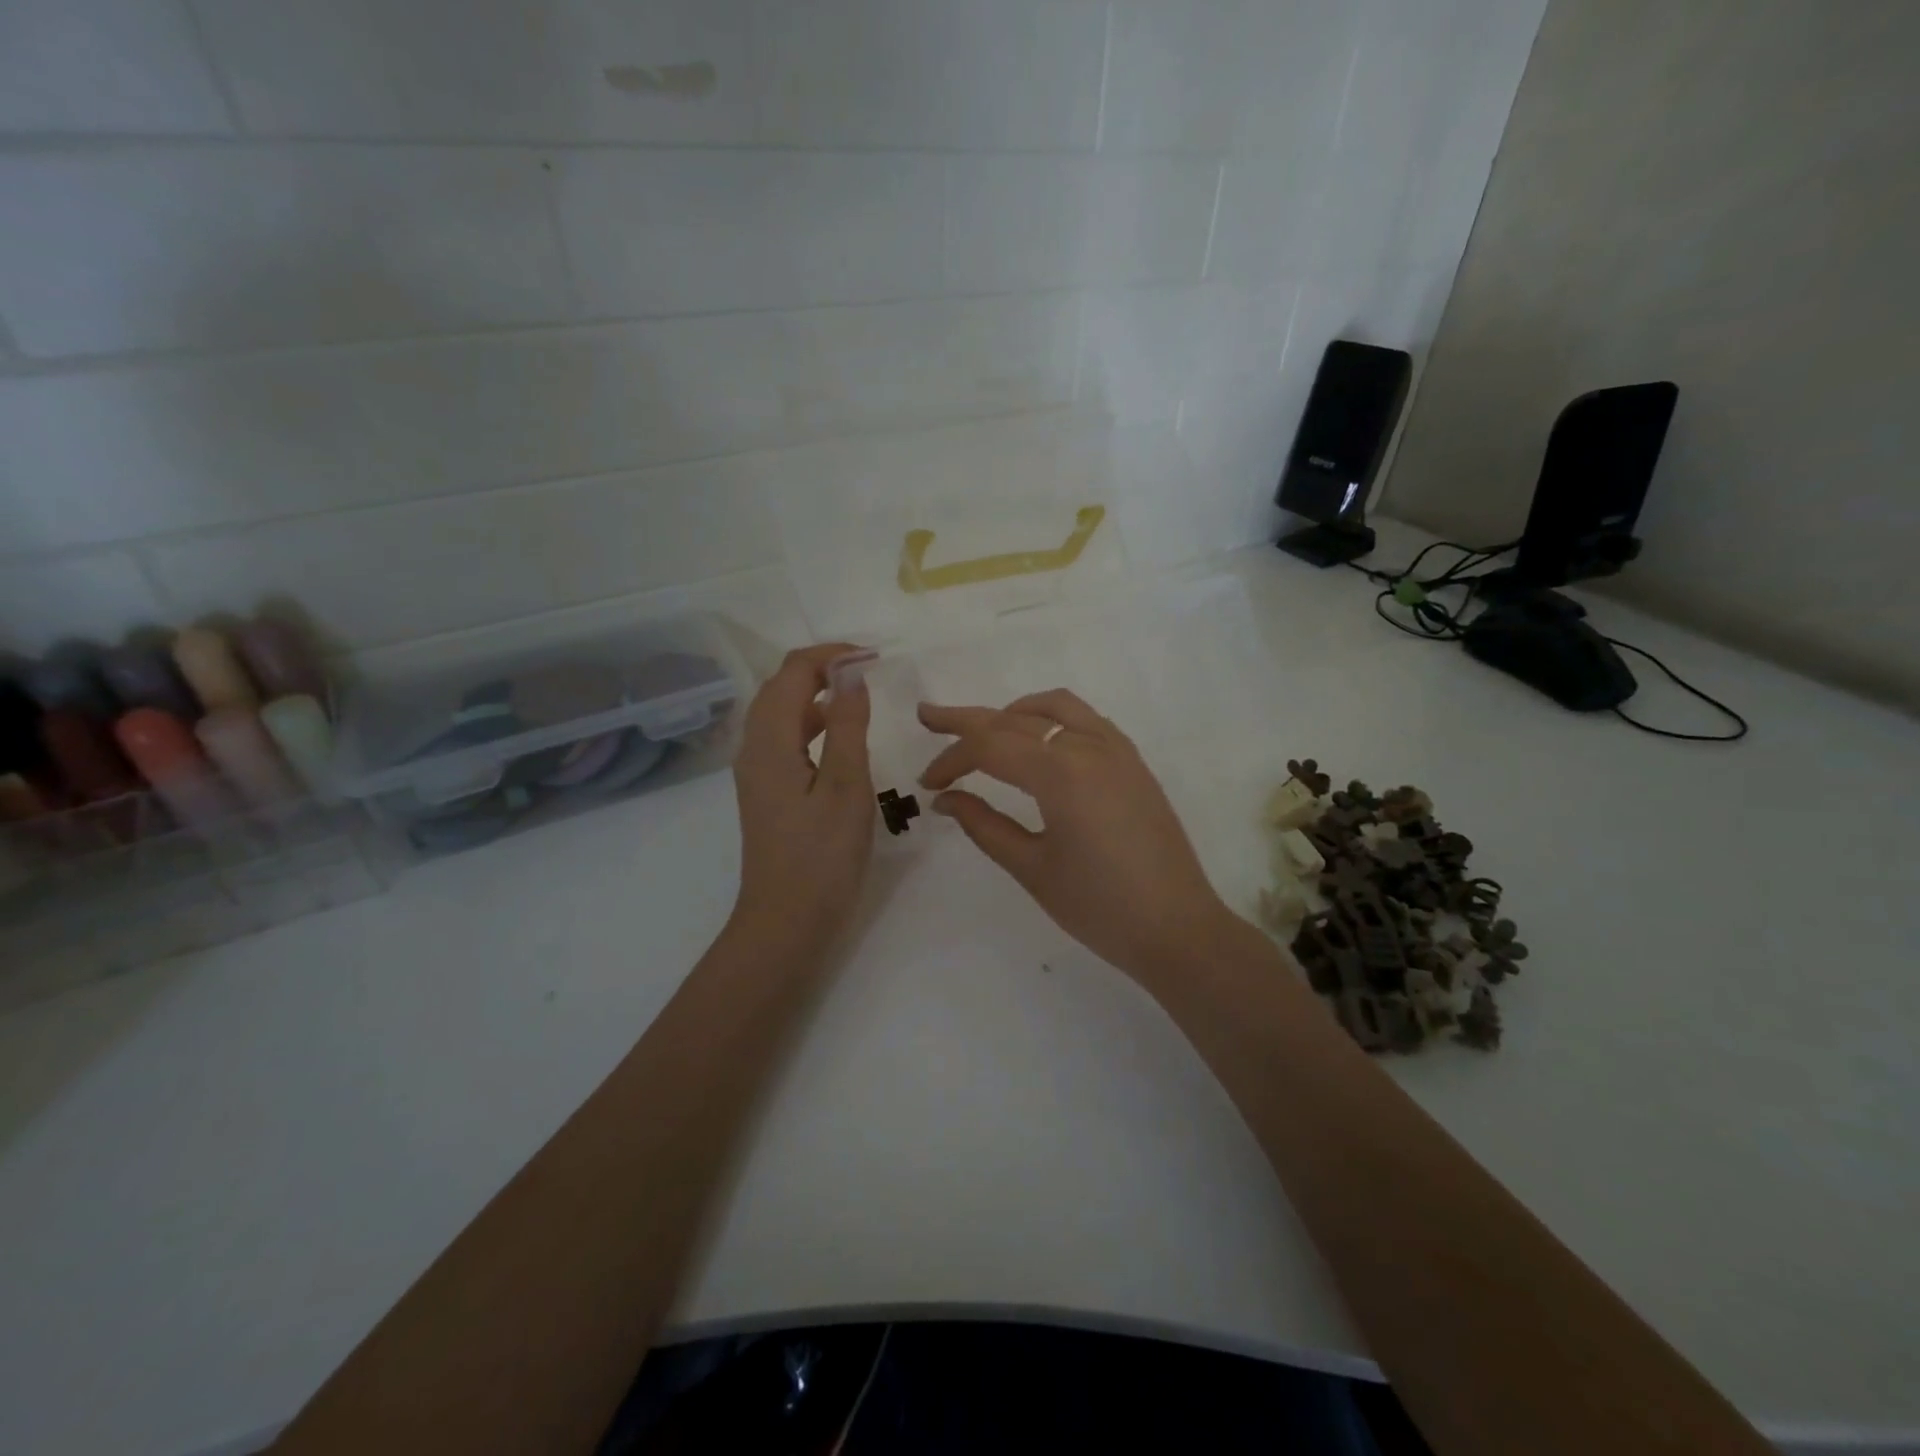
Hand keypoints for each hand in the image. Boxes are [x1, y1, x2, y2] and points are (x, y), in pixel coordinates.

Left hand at [731, 645, 873, 950]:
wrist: (786, 922)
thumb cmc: (822, 856)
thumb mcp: (846, 786)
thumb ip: (849, 725)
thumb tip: (850, 674)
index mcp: (769, 741)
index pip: (793, 672)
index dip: (831, 655)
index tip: (874, 657)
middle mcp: (754, 748)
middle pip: (780, 687)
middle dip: (822, 667)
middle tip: (868, 668)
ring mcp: (757, 771)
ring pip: (781, 713)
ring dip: (816, 693)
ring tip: (858, 692)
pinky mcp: (767, 791)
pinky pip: (785, 738)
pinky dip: (812, 722)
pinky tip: (840, 735)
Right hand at [918, 690, 1241, 984]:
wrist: (1177, 928)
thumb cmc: (1099, 907)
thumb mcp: (1032, 868)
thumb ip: (984, 825)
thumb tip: (946, 799)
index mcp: (1060, 773)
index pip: (990, 747)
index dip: (951, 758)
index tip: (928, 784)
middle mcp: (1089, 747)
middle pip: (1016, 719)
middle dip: (968, 720)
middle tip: (929, 717)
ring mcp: (1117, 750)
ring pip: (1055, 707)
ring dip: (1013, 712)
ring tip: (985, 729)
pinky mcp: (1133, 763)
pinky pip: (1086, 720)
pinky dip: (1052, 718)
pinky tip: (1039, 742)